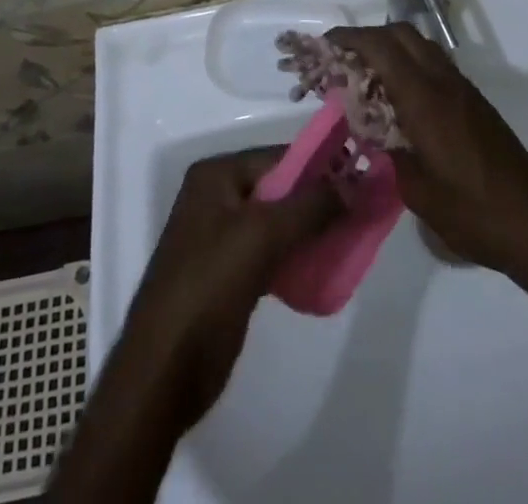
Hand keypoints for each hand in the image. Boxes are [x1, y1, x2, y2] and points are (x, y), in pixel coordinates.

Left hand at [111, 149, 338, 432]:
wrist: (164, 370)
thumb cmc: (208, 286)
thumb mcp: (262, 236)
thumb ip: (309, 207)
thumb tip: (353, 184)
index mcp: (216, 176)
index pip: (277, 157)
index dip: (319, 165)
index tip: (361, 176)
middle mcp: (217, 198)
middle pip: (279, 189)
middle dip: (319, 199)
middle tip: (363, 209)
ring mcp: (221, 237)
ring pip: (278, 223)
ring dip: (312, 229)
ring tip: (353, 237)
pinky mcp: (230, 274)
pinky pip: (272, 253)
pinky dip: (298, 257)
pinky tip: (327, 267)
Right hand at [328, 25, 527, 272]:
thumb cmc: (471, 211)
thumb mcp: (416, 191)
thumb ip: (390, 153)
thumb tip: (377, 134)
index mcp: (424, 98)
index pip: (382, 47)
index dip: (351, 38)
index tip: (326, 42)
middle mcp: (443, 82)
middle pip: (402, 33)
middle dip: (369, 36)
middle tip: (344, 58)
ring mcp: (463, 89)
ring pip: (421, 46)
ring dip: (392, 48)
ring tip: (367, 75)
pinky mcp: (475, 102)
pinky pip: (434, 65)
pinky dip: (410, 65)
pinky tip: (400, 97)